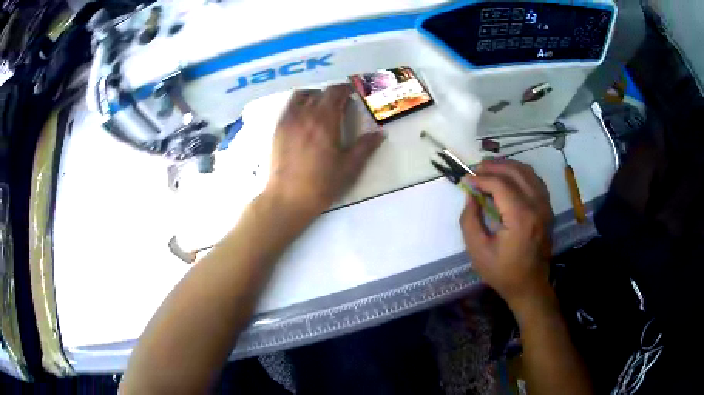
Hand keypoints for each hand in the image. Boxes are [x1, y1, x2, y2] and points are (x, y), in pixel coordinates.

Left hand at [265, 85, 384, 216]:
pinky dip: (300, 104)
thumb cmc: (321, 184)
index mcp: (325, 121)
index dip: (346, 90)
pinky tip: (305, 118)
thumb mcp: (349, 168)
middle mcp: (305, 115)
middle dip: (333, 94)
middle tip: (342, 104)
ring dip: (315, 95)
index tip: (353, 94)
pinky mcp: (278, 129)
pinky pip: (289, 106)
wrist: (288, 198)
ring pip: (302, 96)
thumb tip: (380, 133)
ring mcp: (289, 120)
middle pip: (320, 93)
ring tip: (322, 107)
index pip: (335, 93)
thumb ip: (365, 147)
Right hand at [460, 160, 552, 310]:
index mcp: (521, 218)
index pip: (501, 184)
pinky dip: (520, 174)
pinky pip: (535, 181)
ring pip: (528, 172)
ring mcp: (545, 206)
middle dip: (493, 166)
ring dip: (508, 166)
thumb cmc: (502, 272)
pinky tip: (508, 178)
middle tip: (476, 170)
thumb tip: (471, 195)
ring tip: (490, 169)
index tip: (466, 180)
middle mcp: (537, 206)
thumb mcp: (478, 251)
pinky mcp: (547, 209)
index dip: (481, 179)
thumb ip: (470, 220)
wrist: (529, 286)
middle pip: (515, 172)